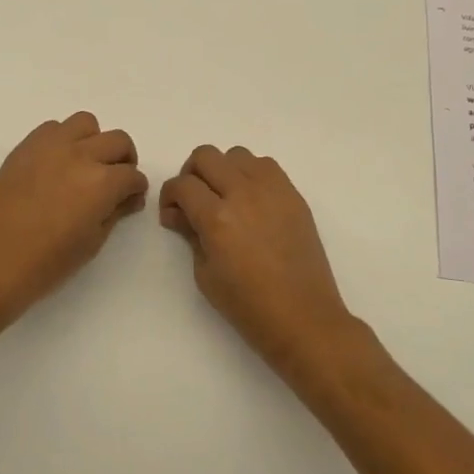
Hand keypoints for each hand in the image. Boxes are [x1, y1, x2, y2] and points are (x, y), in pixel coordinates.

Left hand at [0, 112, 147, 328]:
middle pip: (118, 140)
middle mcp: (81, 155)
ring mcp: (51, 146)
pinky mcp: (25, 146)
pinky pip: (52, 127)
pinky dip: (62, 139)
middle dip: (123, 160)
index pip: (132, 175)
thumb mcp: (92, 242)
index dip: (136, 188)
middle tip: (115, 179)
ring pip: (86, 123)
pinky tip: (56, 163)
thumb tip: (128, 197)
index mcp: (102, 183)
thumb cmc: (48, 262)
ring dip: (93, 141)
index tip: (130, 199)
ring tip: (84, 163)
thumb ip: (115, 212)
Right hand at [160, 145, 360, 375]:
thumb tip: (178, 213)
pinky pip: (265, 165)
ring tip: (225, 198)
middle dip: (191, 175)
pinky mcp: (293, 194)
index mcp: (217, 218)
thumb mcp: (205, 274)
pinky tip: (251, 201)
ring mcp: (272, 190)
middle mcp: (243, 193)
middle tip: (194, 201)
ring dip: (223, 170)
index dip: (169, 196)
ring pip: (236, 154)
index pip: (182, 184)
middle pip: (206, 156)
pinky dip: (251, 174)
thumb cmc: (248, 306)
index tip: (173, 214)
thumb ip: (189, 233)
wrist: (304, 318)